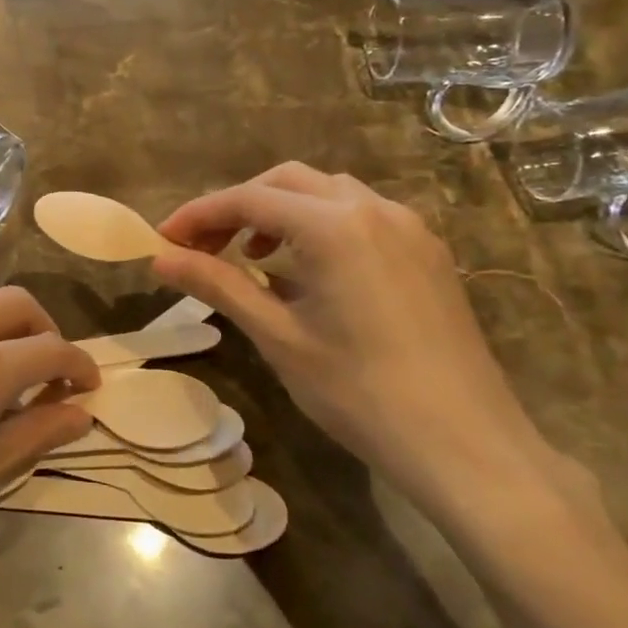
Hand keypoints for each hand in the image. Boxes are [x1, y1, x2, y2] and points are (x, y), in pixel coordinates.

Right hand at [153, 163, 569, 515]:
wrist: (467, 445)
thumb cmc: (360, 393)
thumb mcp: (278, 337)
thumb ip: (218, 285)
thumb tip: (160, 258)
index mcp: (333, 226)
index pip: (248, 199)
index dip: (198, 214)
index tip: (162, 239)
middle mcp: (373, 209)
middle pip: (287, 182)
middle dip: (238, 206)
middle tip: (203, 246)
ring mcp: (408, 228)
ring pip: (327, 194)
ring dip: (280, 212)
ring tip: (253, 256)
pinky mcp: (426, 252)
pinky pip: (361, 216)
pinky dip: (319, 226)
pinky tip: (307, 271)